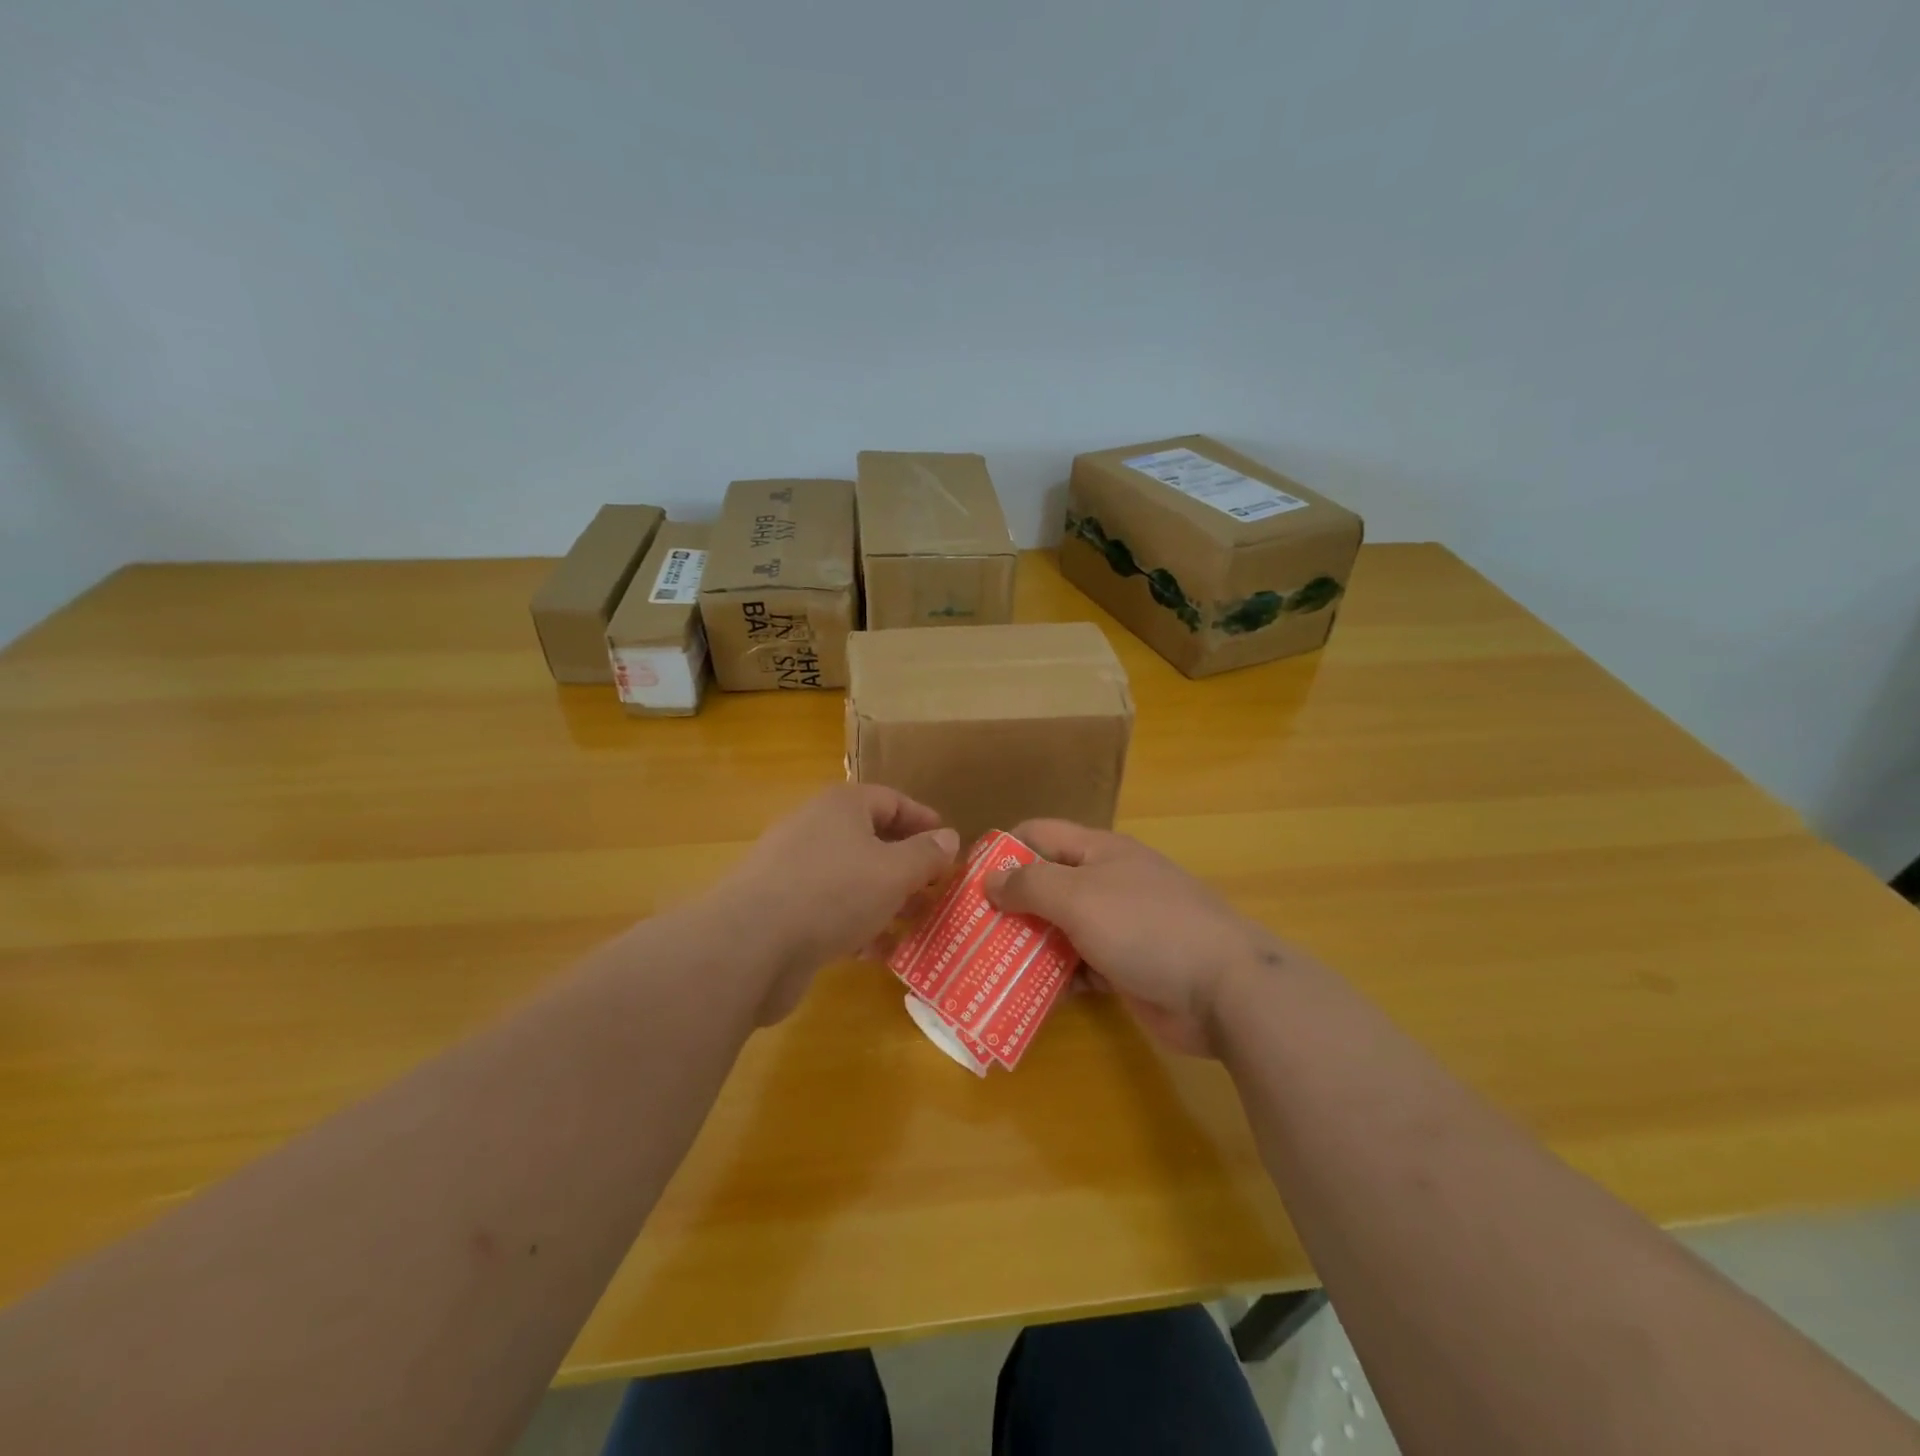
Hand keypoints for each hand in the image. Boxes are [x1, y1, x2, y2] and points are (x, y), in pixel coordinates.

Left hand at [710, 784, 960, 1023]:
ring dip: (886, 900)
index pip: (892, 800)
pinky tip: (878, 952)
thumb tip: (949, 837)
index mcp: (842, 806)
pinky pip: (830, 910)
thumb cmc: (833, 892)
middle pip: (872, 840)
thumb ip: (926, 855)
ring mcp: (794, 871)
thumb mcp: (895, 872)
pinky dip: (856, 926)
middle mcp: (816, 829)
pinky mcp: (782, 910)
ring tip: (917, 924)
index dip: (925, 821)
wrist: (750, 945)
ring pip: (852, 879)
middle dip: (908, 867)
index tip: (951, 846)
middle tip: (938, 891)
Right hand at [984, 820, 1278, 1056]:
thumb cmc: (1145, 927)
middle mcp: (1106, 882)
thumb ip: (1030, 885)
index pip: (1039, 834)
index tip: (966, 879)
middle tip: (967, 931)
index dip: (1002, 850)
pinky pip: (1078, 967)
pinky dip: (1055, 978)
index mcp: (1098, 851)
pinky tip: (1024, 995)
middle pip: (1046, 884)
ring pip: (1059, 929)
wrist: (1225, 989)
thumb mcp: (1079, 896)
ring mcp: (1118, 927)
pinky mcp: (1125, 968)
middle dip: (1008, 904)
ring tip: (984, 966)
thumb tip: (989, 879)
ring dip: (1027, 945)